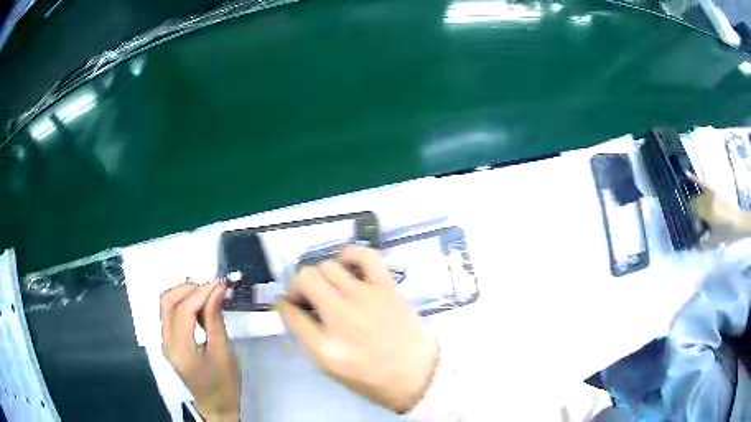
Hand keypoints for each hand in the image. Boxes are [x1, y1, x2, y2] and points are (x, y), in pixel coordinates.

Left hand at [161, 281, 238, 421]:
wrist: (215, 405)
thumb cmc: (224, 384)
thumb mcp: (224, 353)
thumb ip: (216, 319)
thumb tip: (217, 290)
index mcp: (180, 349)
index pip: (183, 310)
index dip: (201, 293)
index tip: (220, 284)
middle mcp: (166, 341)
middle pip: (167, 301)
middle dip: (189, 288)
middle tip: (213, 289)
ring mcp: (164, 340)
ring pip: (166, 304)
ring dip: (185, 294)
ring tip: (208, 297)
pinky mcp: (168, 340)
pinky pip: (170, 313)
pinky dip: (184, 304)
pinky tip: (201, 308)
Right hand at [277, 246, 438, 412]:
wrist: (418, 374)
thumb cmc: (372, 378)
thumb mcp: (331, 368)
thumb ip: (308, 338)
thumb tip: (296, 308)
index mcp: (324, 346)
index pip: (288, 312)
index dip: (283, 304)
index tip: (289, 304)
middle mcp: (340, 318)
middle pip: (304, 279)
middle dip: (298, 285)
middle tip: (307, 295)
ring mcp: (365, 298)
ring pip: (327, 266)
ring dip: (321, 274)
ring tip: (329, 285)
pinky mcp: (386, 288)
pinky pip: (365, 256)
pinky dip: (351, 254)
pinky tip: (347, 264)